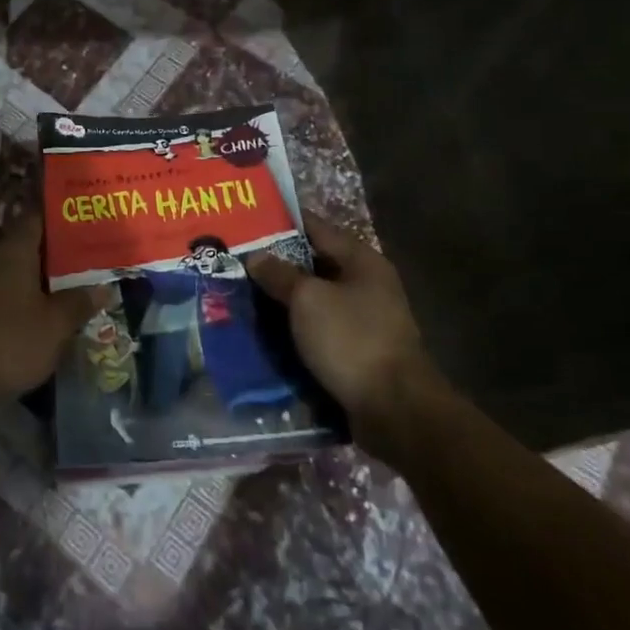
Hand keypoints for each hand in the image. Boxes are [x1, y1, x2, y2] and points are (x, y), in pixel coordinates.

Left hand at [0, 216, 101, 410]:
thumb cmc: (7, 342)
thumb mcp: (54, 327)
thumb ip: (79, 303)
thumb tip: (103, 287)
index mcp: (13, 250)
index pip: (38, 218)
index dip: (61, 219)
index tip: (84, 224)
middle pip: (24, 247)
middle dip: (51, 257)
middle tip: (82, 267)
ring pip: (7, 273)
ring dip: (30, 282)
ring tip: (59, 296)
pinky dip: (11, 301)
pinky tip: (26, 320)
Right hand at [247, 212, 435, 427]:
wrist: (394, 409)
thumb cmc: (351, 339)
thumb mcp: (308, 300)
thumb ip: (279, 274)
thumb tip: (255, 256)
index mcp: (361, 260)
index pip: (315, 228)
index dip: (280, 222)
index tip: (246, 221)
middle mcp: (366, 284)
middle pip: (313, 264)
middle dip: (276, 265)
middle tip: (235, 261)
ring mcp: (364, 319)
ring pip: (314, 300)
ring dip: (283, 300)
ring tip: (241, 295)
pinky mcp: (357, 350)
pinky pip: (318, 330)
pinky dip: (294, 329)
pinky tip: (264, 332)